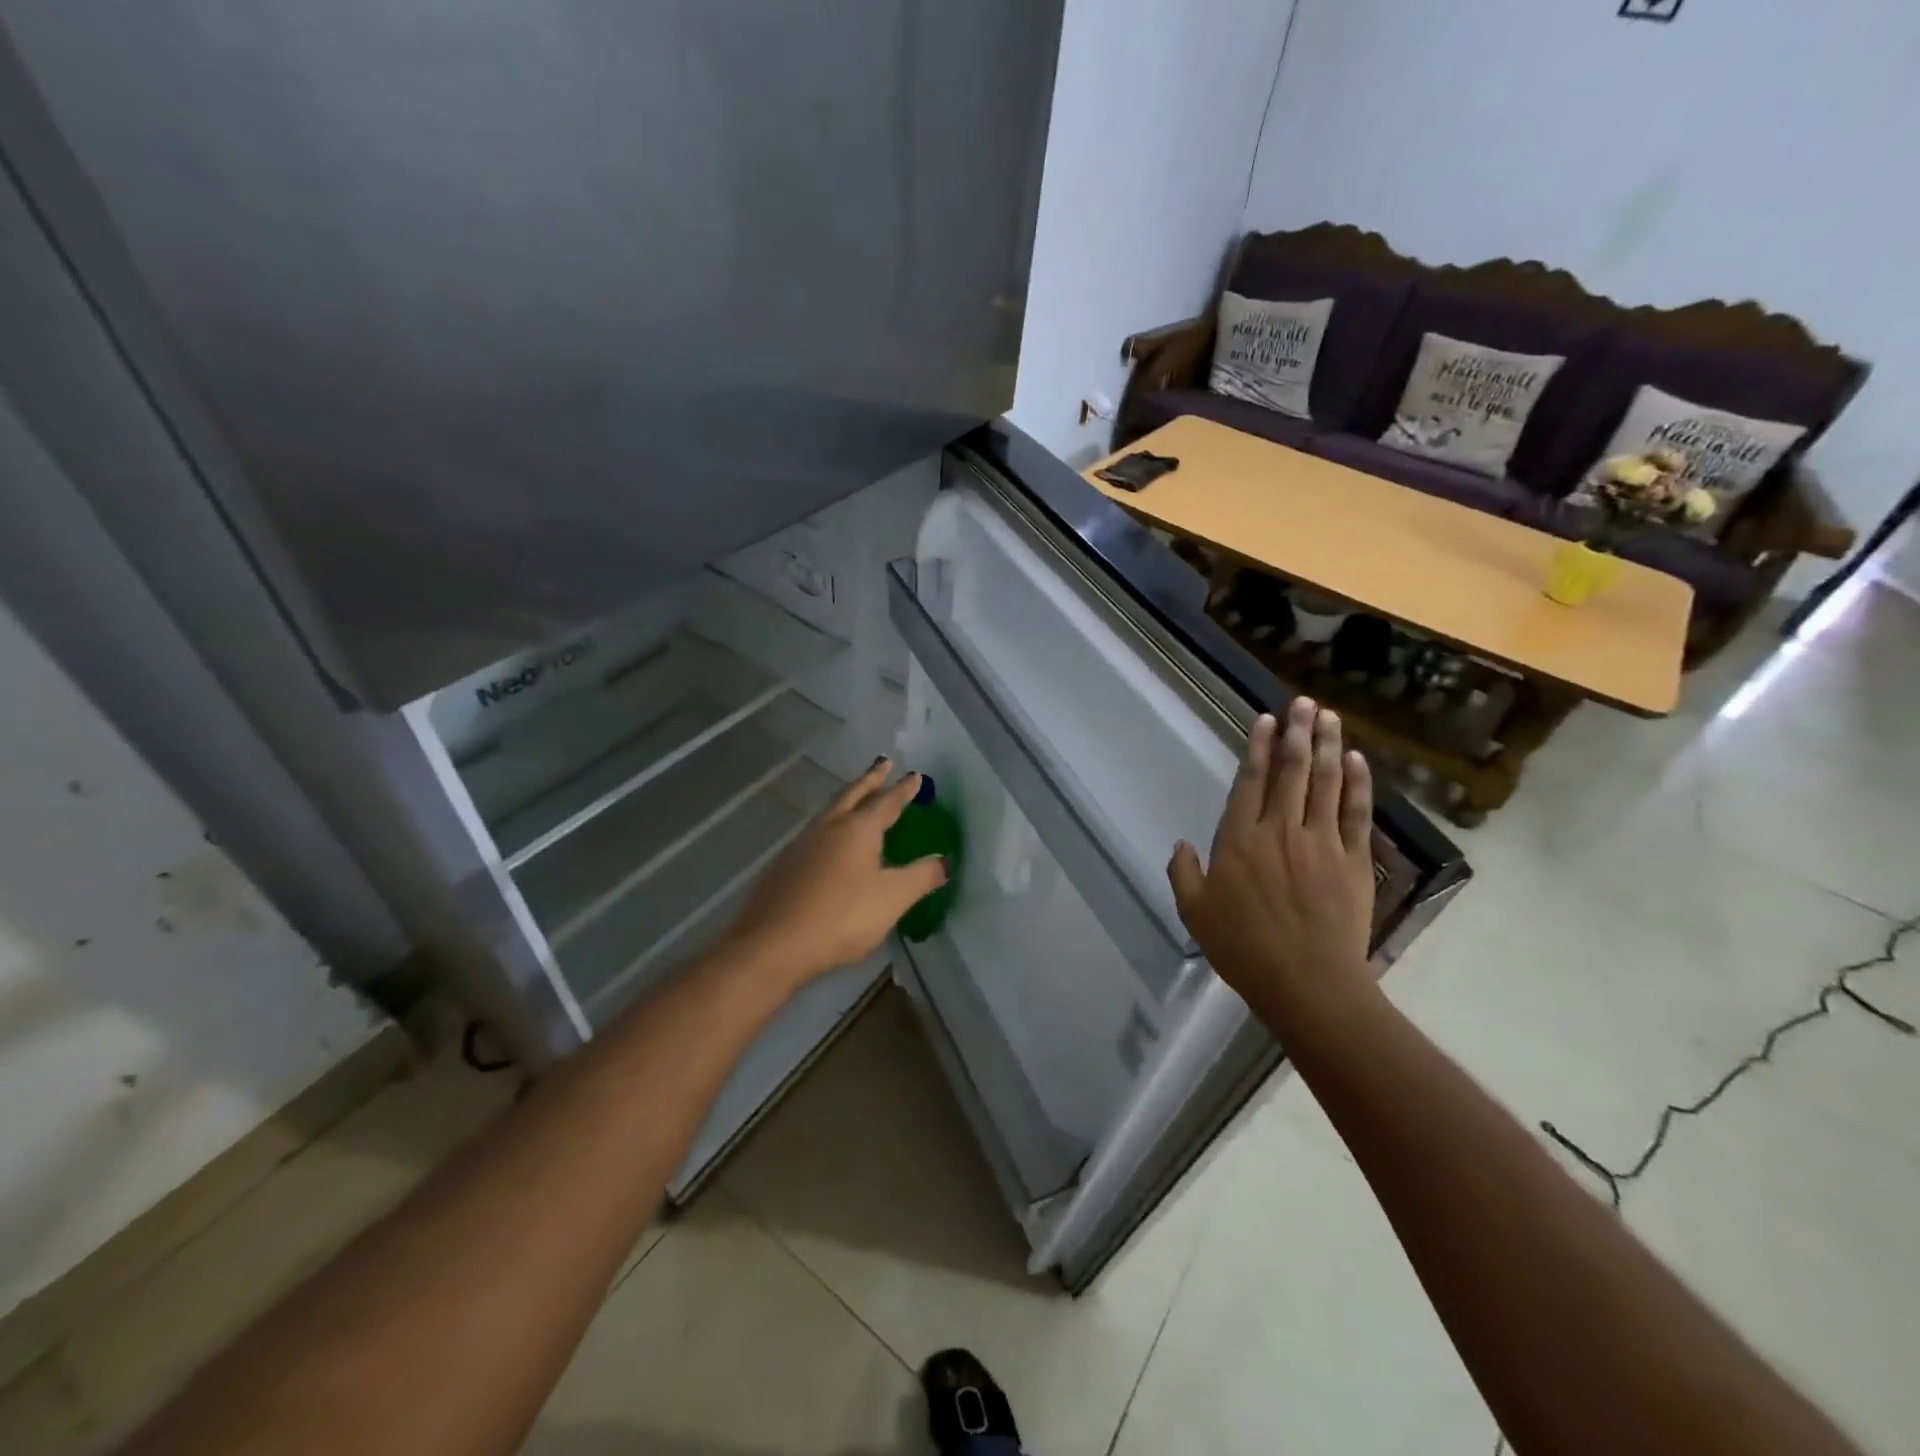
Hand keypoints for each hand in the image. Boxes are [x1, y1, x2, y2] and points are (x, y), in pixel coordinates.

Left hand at [721, 759, 947, 990]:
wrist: (773, 944)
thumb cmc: (841, 917)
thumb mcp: (892, 898)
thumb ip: (921, 877)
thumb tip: (944, 860)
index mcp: (858, 829)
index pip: (887, 801)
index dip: (903, 789)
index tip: (915, 775)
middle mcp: (829, 827)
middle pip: (853, 794)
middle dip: (871, 779)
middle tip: (884, 763)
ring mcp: (802, 844)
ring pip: (830, 810)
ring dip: (848, 798)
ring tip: (858, 796)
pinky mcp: (785, 864)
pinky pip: (815, 832)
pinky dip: (831, 824)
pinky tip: (830, 840)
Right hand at [1168, 698, 1376, 1023]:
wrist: (1307, 983)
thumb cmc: (1243, 948)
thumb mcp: (1195, 913)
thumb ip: (1183, 874)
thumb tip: (1180, 845)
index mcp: (1240, 840)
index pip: (1250, 781)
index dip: (1258, 747)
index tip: (1266, 719)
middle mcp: (1281, 830)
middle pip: (1291, 771)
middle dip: (1298, 732)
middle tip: (1304, 703)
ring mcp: (1322, 842)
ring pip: (1326, 782)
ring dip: (1328, 745)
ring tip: (1329, 717)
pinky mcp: (1354, 861)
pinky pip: (1357, 812)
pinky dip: (1358, 783)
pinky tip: (1357, 759)